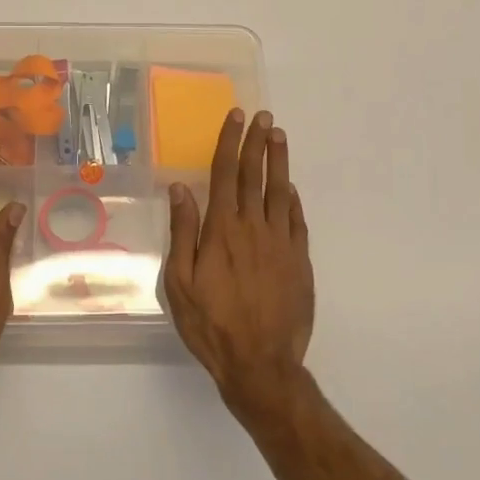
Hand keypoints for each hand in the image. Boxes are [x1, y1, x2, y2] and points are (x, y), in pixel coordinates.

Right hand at [164, 109, 313, 407]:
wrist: (260, 363)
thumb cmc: (211, 324)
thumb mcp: (180, 282)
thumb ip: (183, 232)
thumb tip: (181, 189)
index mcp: (222, 230)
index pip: (226, 174)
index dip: (230, 143)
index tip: (237, 117)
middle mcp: (254, 228)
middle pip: (255, 176)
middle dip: (257, 142)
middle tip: (263, 116)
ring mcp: (281, 244)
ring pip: (280, 192)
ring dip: (278, 162)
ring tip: (279, 136)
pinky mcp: (299, 261)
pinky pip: (297, 221)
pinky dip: (292, 200)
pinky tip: (289, 188)